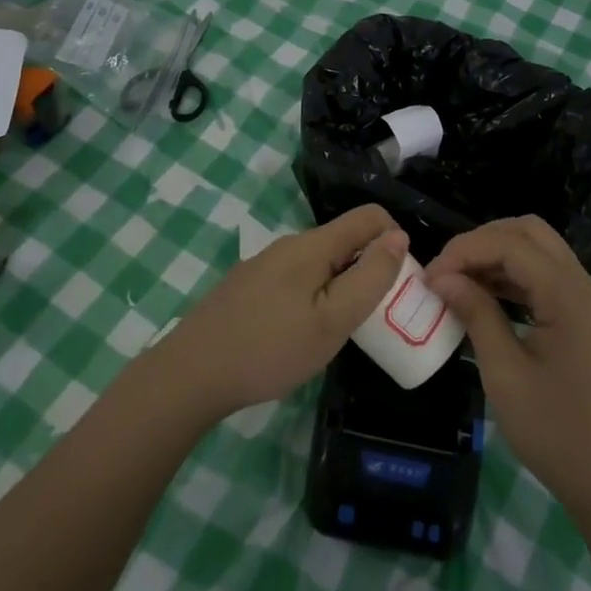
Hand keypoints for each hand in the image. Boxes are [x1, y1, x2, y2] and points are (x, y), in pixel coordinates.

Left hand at [154, 205, 407, 421]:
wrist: (191, 374)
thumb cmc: (269, 349)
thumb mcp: (333, 321)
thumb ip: (370, 277)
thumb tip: (398, 236)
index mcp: (313, 245)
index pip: (369, 216)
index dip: (395, 240)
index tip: (399, 283)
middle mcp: (289, 244)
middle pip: (344, 239)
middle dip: (369, 267)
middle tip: (373, 317)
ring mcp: (265, 264)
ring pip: (320, 262)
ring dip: (341, 285)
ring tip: (339, 331)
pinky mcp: (249, 285)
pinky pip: (297, 278)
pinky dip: (314, 295)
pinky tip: (301, 334)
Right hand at [425, 217, 590, 518]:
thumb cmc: (556, 432)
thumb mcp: (505, 373)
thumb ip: (476, 314)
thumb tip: (441, 277)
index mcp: (568, 295)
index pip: (510, 243)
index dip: (465, 250)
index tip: (429, 277)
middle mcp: (582, 284)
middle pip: (529, 232)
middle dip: (482, 241)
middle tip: (447, 270)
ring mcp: (586, 300)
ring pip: (538, 249)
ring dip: (497, 255)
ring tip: (458, 282)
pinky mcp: (583, 317)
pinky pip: (545, 275)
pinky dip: (513, 275)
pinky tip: (484, 297)